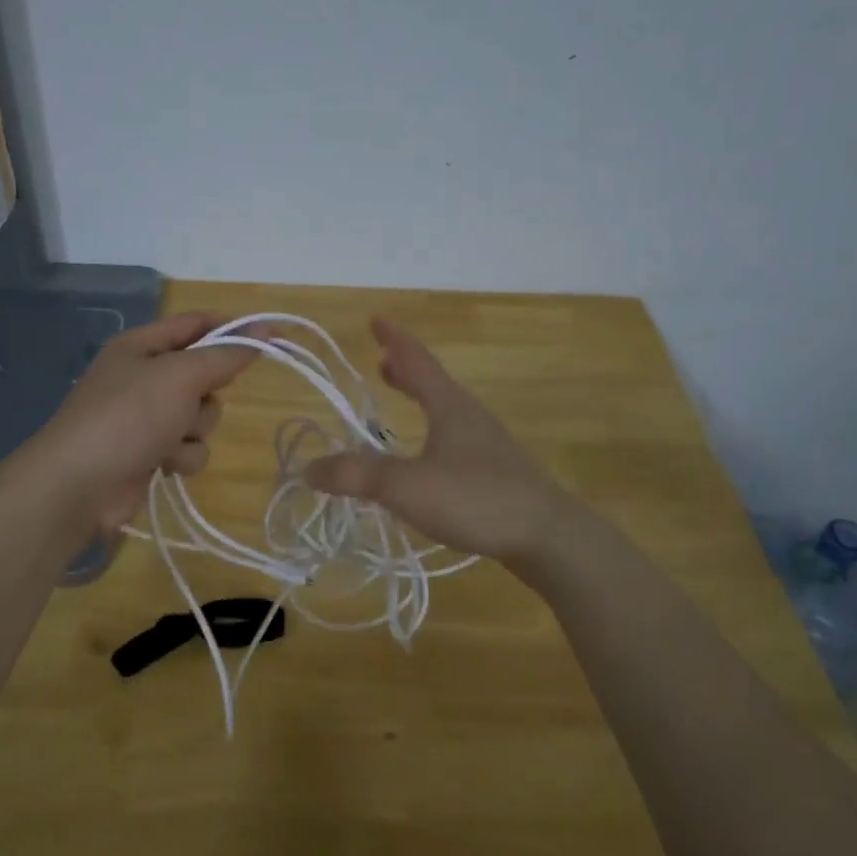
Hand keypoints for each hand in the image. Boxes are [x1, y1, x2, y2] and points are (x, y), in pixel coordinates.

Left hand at [22, 312, 255, 537]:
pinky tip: (163, 465)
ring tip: (169, 440)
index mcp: (142, 345)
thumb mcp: (181, 376)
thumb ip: (225, 355)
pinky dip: (182, 456)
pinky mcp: (150, 452)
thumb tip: (264, 331)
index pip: (197, 324)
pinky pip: (189, 447)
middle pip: (204, 375)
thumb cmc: (128, 417)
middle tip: (190, 402)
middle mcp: (144, 377)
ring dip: (194, 431)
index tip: (270, 339)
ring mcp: (146, 417)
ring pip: (201, 416)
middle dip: (207, 394)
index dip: (233, 329)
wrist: (80, 485)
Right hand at [303, 317, 575, 563]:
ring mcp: (487, 444)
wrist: (548, 536)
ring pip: (446, 409)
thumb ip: (356, 477)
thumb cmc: (476, 498)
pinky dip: (432, 430)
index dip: (394, 339)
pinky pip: (455, 437)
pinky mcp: (496, 472)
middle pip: (433, 382)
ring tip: (401, 399)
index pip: (417, 360)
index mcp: (449, 405)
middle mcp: (469, 416)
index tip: (376, 319)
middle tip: (382, 362)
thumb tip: (308, 469)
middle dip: (405, 369)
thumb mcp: (406, 486)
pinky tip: (427, 458)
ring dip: (420, 398)